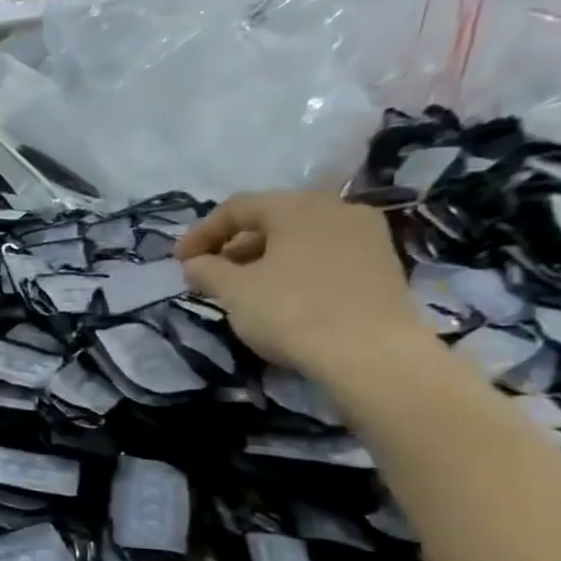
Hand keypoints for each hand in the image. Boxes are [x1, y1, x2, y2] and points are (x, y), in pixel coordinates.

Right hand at [176, 191, 429, 382]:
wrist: (371, 354)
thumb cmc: (292, 311)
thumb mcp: (234, 291)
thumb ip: (207, 270)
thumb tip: (195, 263)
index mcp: (298, 206)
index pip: (237, 208)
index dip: (201, 232)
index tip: (179, 261)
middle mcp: (337, 209)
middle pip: (272, 219)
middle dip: (233, 244)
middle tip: (209, 273)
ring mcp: (366, 236)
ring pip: (300, 237)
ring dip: (263, 257)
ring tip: (241, 287)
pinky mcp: (382, 265)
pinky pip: (324, 254)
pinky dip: (294, 267)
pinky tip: (280, 294)